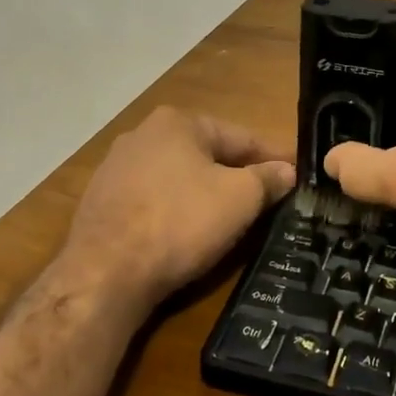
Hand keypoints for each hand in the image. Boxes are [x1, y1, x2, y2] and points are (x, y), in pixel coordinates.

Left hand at [61, 107, 294, 313]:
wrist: (104, 273)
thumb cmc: (180, 223)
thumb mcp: (239, 199)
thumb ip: (267, 179)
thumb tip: (287, 171)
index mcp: (178, 122)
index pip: (240, 137)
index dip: (272, 158)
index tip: (295, 174)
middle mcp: (142, 134)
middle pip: (206, 154)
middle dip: (236, 174)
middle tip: (267, 197)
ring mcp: (115, 168)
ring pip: (177, 177)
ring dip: (204, 192)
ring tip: (229, 217)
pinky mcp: (99, 202)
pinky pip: (152, 200)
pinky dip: (174, 210)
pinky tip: (185, 233)